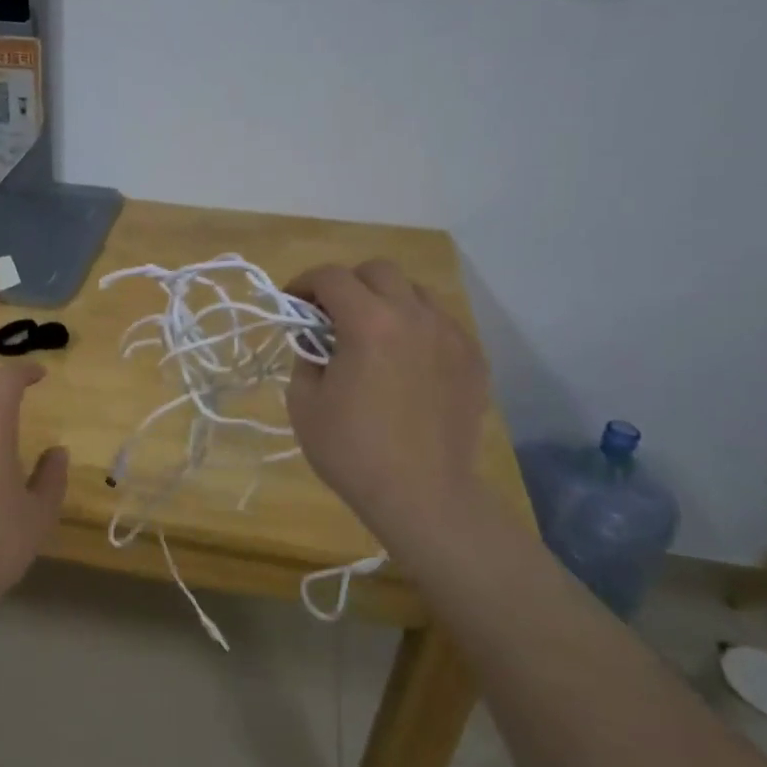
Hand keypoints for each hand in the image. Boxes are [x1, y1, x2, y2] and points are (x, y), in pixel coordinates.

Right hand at [286, 261, 490, 556]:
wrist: (423, 496)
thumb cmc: (352, 451)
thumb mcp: (304, 404)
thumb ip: (305, 357)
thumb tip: (315, 340)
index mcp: (369, 323)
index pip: (331, 277)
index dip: (304, 283)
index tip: (292, 304)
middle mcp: (414, 316)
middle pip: (378, 270)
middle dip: (348, 283)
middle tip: (332, 315)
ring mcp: (450, 335)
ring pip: (415, 292)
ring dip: (386, 300)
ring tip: (373, 334)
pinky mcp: (473, 358)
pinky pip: (441, 323)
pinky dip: (417, 327)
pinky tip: (406, 360)